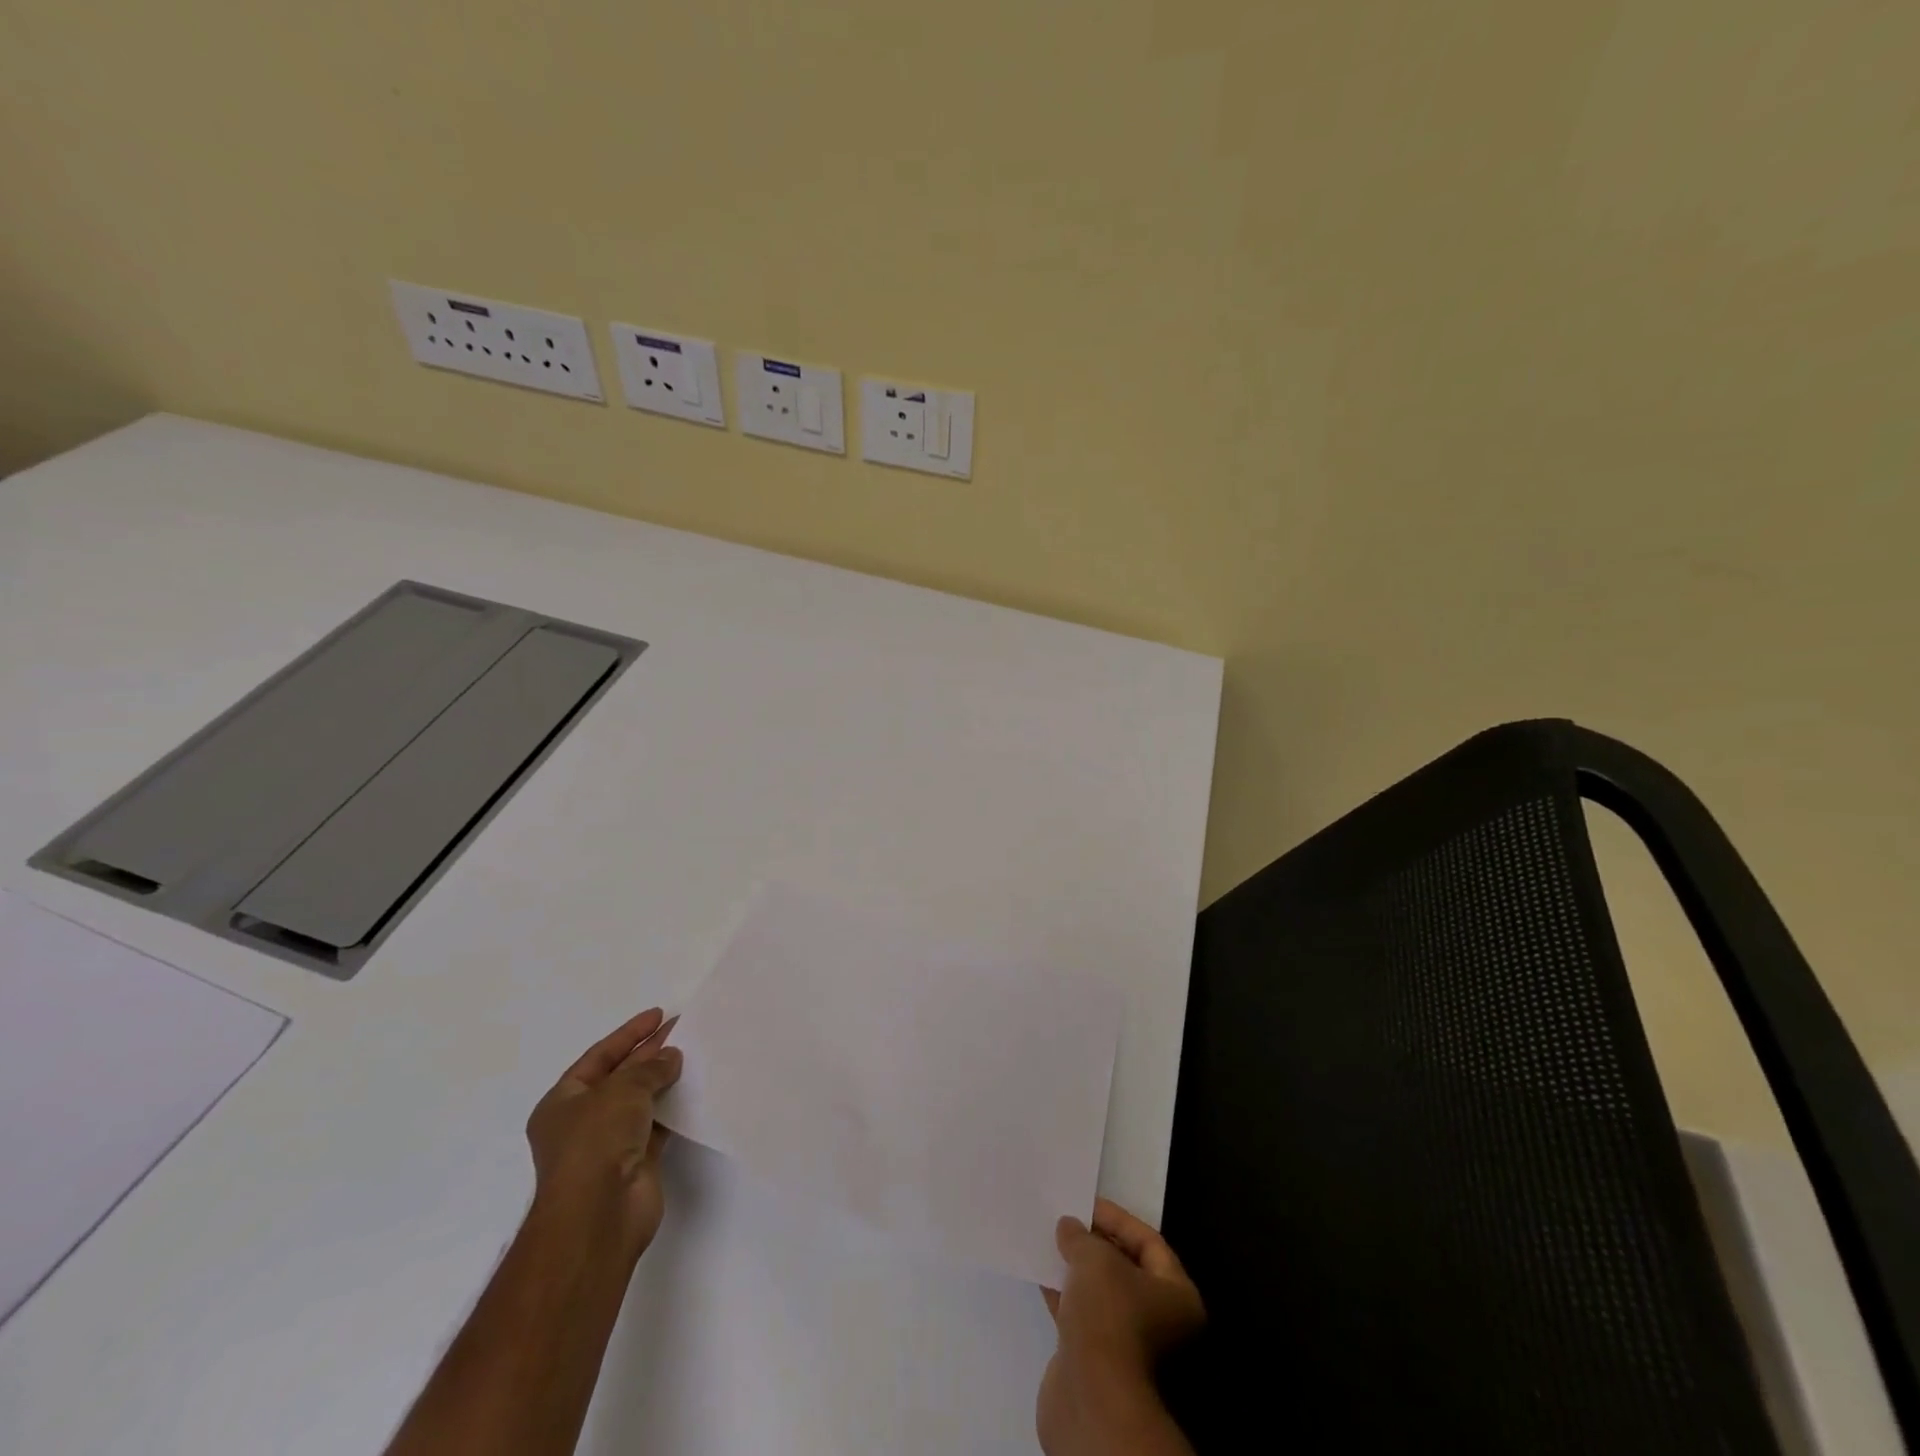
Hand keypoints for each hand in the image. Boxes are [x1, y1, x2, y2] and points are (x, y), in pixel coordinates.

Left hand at [524, 1008, 683, 1261]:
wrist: (599, 1215)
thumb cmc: (596, 1143)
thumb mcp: (621, 1091)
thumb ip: (649, 1069)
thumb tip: (671, 1057)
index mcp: (562, 1102)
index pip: (599, 1057)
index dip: (628, 1034)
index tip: (658, 1015)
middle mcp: (582, 1122)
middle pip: (621, 1077)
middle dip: (650, 1053)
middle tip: (682, 1029)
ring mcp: (609, 1144)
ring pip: (641, 1101)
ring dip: (664, 1080)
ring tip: (694, 1054)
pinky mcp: (636, 1162)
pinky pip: (658, 1125)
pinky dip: (674, 1108)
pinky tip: (695, 1090)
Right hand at [1037, 1198, 1204, 1455]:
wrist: (1091, 1398)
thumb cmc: (1108, 1317)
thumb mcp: (1094, 1259)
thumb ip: (1081, 1236)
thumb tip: (1069, 1227)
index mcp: (1176, 1296)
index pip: (1148, 1242)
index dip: (1116, 1218)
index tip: (1084, 1203)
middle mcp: (1159, 1320)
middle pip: (1125, 1267)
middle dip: (1094, 1242)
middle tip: (1066, 1220)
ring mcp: (1127, 1342)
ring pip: (1100, 1291)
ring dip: (1076, 1266)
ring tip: (1050, 1239)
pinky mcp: (1097, 1359)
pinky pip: (1082, 1313)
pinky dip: (1064, 1292)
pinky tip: (1042, 1272)